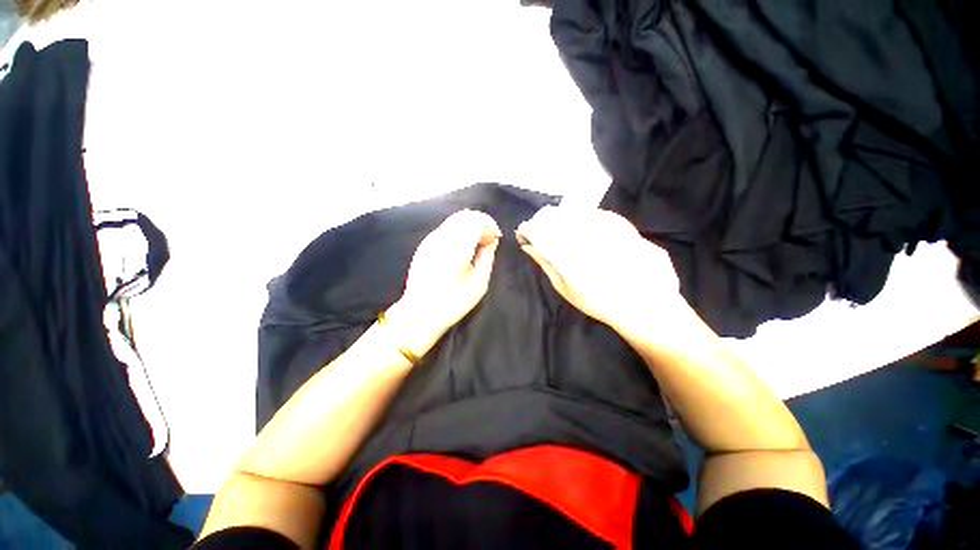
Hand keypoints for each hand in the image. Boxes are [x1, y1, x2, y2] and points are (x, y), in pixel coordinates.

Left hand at [385, 209, 501, 357]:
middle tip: (488, 241)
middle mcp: (441, 238)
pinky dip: (458, 232)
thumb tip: (491, 240)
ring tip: (476, 245)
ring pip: (454, 220)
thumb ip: (487, 257)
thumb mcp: (478, 284)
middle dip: (481, 224)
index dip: (490, 226)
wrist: (420, 312)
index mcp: (456, 248)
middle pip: (465, 215)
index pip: (476, 220)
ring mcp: (430, 240)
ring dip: (470, 227)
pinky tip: (462, 249)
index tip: (495, 239)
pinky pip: (446, 229)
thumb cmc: (452, 303)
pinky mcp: (424, 245)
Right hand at [516, 206, 682, 330]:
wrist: (642, 303)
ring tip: (559, 231)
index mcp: (565, 253)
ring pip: (572, 211)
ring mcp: (603, 227)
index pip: (537, 230)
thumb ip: (545, 262)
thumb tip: (528, 246)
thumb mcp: (564, 286)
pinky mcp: (619, 223)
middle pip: (553, 216)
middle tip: (540, 233)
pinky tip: (581, 228)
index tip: (523, 234)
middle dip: (541, 222)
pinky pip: (592, 213)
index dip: (526, 229)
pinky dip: (581, 217)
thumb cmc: (597, 301)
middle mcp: (583, 235)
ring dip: (560, 218)